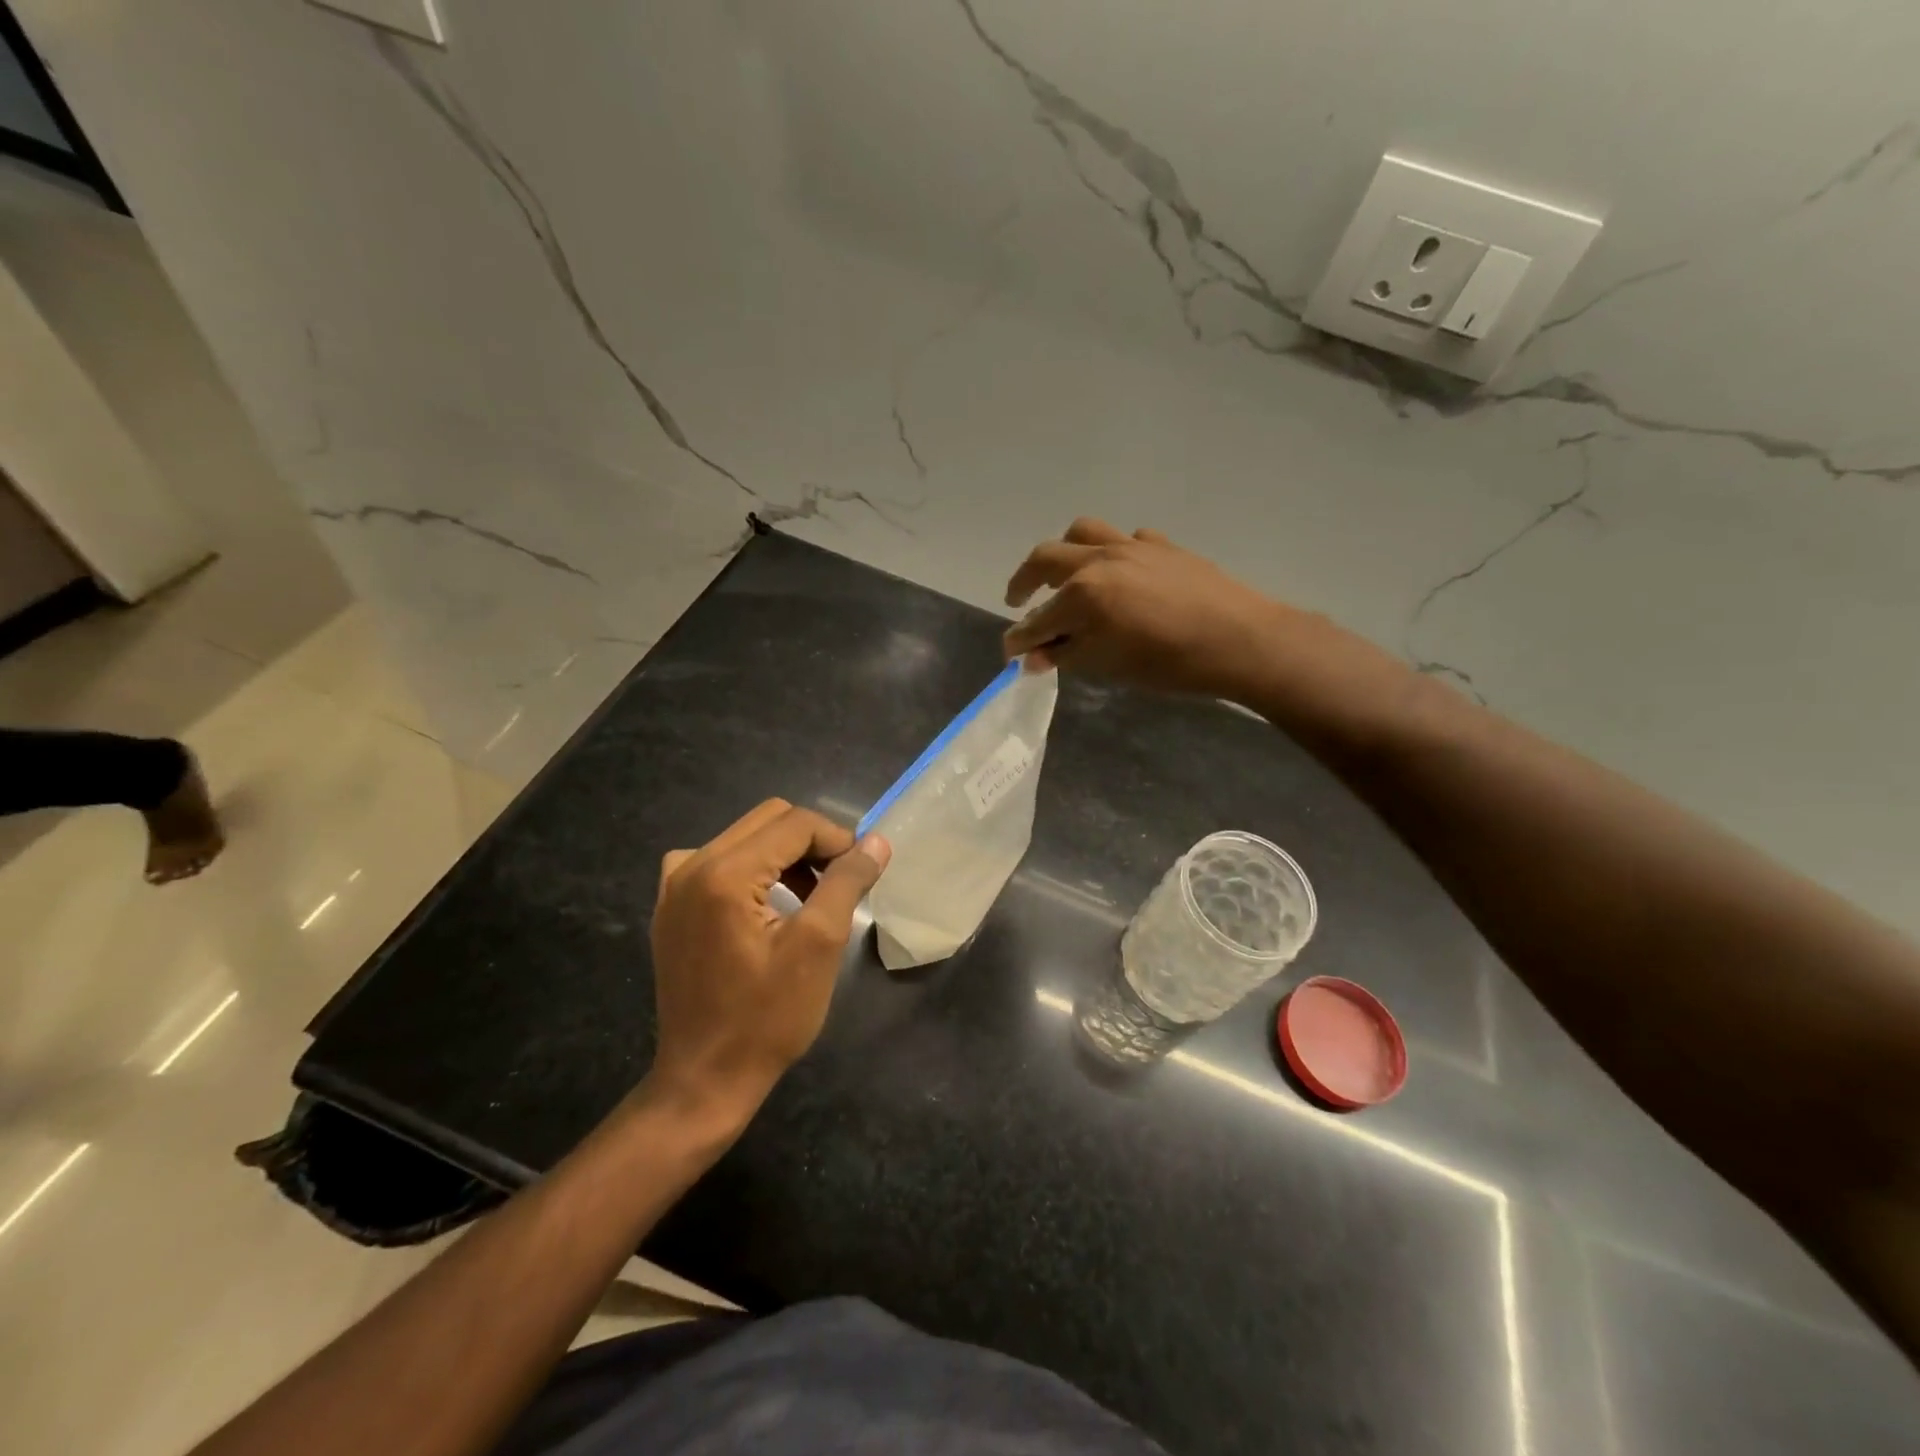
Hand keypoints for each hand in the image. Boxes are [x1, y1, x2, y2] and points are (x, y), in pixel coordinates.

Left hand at [646, 800, 889, 1122]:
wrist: (705, 1079)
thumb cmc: (768, 1018)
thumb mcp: (819, 946)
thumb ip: (847, 882)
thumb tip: (876, 842)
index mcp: (724, 872)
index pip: (795, 823)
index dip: (837, 839)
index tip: (862, 873)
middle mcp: (691, 866)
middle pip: (768, 820)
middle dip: (812, 842)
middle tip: (838, 883)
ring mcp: (673, 886)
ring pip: (744, 837)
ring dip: (784, 855)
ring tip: (810, 897)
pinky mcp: (670, 907)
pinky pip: (716, 861)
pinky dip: (751, 869)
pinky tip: (764, 906)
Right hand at [1003, 518, 1280, 696]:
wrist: (1240, 639)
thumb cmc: (1169, 662)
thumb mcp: (1109, 665)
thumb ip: (1066, 655)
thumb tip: (1034, 657)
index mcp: (1082, 593)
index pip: (1037, 619)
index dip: (1019, 639)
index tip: (1010, 653)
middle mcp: (1099, 560)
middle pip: (1046, 559)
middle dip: (1024, 581)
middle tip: (1018, 600)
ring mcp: (1132, 546)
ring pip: (1082, 533)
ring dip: (1064, 553)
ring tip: (1064, 574)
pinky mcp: (1162, 545)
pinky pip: (1126, 540)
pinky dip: (1112, 554)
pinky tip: (1121, 574)